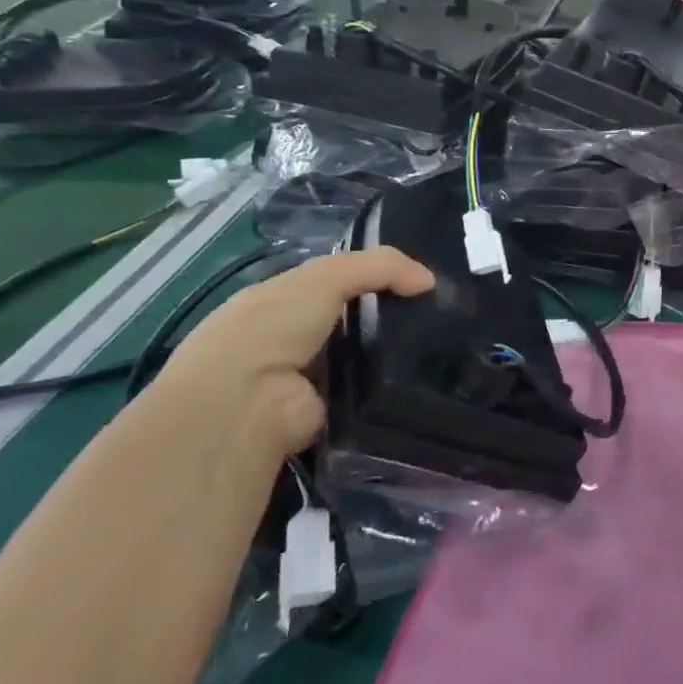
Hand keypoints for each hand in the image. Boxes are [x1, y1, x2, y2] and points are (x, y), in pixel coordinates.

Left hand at [152, 248, 433, 454]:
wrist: (244, 405)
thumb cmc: (274, 327)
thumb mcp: (326, 276)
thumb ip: (381, 267)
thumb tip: (429, 280)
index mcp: (280, 301)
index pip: (335, 282)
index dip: (374, 277)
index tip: (419, 280)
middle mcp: (289, 340)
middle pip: (353, 320)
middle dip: (389, 316)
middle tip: (437, 313)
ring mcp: (307, 381)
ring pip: (363, 358)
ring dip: (392, 354)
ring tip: (438, 345)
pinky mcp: (326, 416)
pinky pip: (367, 396)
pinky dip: (389, 390)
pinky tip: (421, 380)